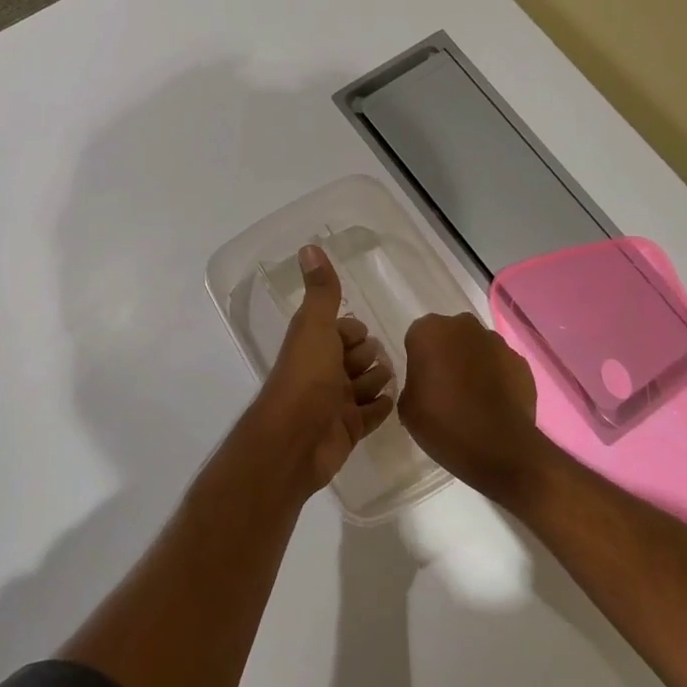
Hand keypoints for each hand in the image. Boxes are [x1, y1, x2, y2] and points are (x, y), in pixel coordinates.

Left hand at [249, 246, 396, 499]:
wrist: (295, 441)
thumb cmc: (306, 378)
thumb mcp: (315, 327)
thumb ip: (321, 291)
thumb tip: (309, 246)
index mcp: (314, 345)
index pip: (342, 330)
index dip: (353, 331)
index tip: (360, 335)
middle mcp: (323, 372)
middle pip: (356, 357)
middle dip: (369, 356)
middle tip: (372, 362)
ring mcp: (335, 404)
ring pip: (366, 385)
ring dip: (377, 381)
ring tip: (383, 382)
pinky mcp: (348, 431)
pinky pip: (372, 415)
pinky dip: (381, 407)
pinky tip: (392, 402)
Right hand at [399, 312, 545, 506]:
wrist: (498, 447)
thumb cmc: (443, 423)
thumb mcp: (407, 407)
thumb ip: (413, 384)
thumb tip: (425, 384)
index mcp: (429, 331)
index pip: (417, 337)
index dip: (419, 359)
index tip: (421, 382)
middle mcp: (463, 327)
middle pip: (449, 336)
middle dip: (447, 354)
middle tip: (444, 387)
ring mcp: (496, 342)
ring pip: (477, 348)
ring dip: (473, 364)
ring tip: (472, 398)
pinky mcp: (520, 362)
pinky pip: (501, 365)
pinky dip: (496, 378)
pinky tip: (494, 404)